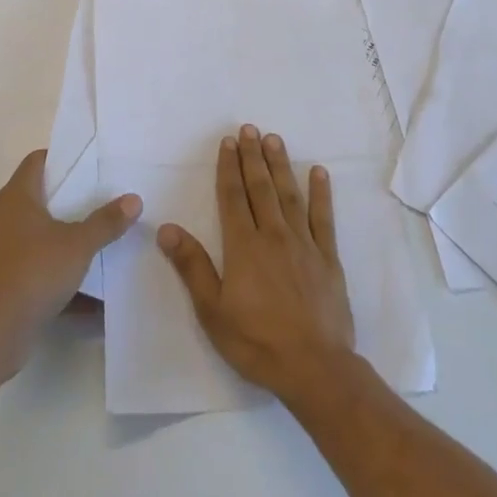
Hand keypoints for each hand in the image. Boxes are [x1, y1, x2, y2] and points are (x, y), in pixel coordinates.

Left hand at [0, 149, 140, 374]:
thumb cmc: (33, 272)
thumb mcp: (78, 244)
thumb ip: (106, 221)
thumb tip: (133, 199)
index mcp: (18, 198)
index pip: (37, 161)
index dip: (62, 156)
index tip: (91, 161)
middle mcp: (6, 218)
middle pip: (42, 197)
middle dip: (73, 198)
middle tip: (106, 196)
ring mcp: (4, 251)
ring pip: (42, 235)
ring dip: (69, 237)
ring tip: (103, 236)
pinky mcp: (7, 282)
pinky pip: (41, 268)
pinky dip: (62, 273)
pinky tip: (92, 287)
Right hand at [157, 124, 354, 400]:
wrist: (315, 367)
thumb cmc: (256, 342)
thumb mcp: (212, 310)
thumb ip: (192, 266)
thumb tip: (167, 229)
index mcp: (244, 246)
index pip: (233, 197)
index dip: (229, 168)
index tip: (228, 142)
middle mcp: (274, 235)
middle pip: (261, 188)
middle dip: (253, 157)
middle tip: (249, 129)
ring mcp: (304, 244)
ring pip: (290, 195)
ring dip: (281, 165)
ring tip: (274, 139)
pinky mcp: (328, 258)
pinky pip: (324, 218)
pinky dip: (321, 193)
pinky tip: (319, 172)